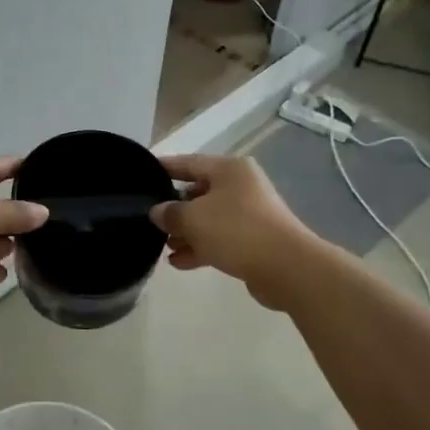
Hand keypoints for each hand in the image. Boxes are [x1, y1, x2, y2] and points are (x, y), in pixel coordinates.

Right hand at [149, 154, 314, 309]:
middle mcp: (241, 186)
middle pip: (199, 192)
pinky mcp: (253, 240)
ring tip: (164, 247)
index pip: (188, 163)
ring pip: (208, 219)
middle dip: (174, 209)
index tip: (143, 174)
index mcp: (229, 169)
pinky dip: (200, 248)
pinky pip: (219, 239)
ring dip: (186, 233)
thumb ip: (169, 213)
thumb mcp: (193, 218)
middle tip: (151, 221)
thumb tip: (158, 212)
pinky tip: (179, 263)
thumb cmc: (236, 230)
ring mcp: (249, 214)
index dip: (164, 168)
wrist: (286, 267)